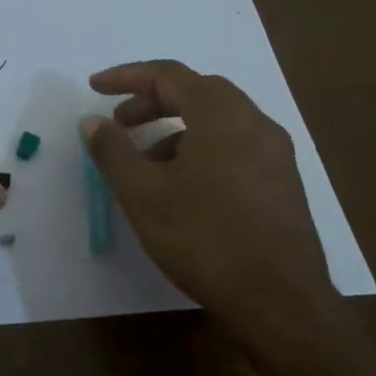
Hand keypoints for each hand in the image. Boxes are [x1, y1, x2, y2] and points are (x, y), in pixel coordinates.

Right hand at [82, 60, 336, 336]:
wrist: (279, 300)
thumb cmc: (203, 238)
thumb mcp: (143, 193)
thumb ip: (114, 150)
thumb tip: (93, 121)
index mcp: (222, 114)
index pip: (168, 75)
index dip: (126, 76)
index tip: (94, 87)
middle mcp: (255, 123)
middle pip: (197, 92)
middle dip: (152, 101)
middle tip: (119, 122)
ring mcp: (275, 154)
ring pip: (218, 122)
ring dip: (176, 129)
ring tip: (145, 163)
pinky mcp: (282, 183)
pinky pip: (234, 147)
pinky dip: (200, 150)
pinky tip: (182, 188)